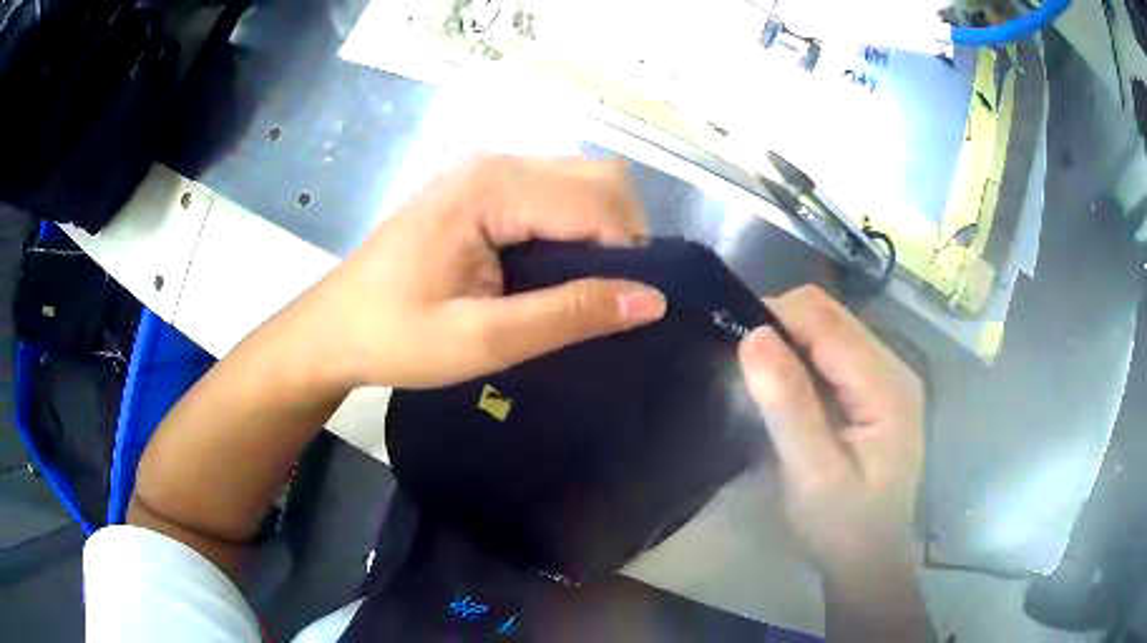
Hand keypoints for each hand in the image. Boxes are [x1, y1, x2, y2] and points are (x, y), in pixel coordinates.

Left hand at [304, 154, 667, 389]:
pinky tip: (553, 268)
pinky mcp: (482, 186)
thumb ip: (567, 315)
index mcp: (491, 188)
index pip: (598, 201)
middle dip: (621, 235)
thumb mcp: (482, 339)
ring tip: (581, 288)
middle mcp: (496, 163)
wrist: (334, 328)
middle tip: (604, 298)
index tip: (625, 307)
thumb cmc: (396, 337)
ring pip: (582, 182)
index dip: (627, 253)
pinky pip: (555, 192)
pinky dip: (574, 226)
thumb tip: (651, 300)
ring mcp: (487, 170)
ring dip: (601, 230)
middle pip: (598, 179)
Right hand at [738, 286, 924, 579]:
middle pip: (831, 315)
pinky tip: (788, 385)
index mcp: (886, 385)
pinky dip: (804, 355)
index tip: (732, 341)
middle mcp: (895, 367)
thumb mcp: (811, 474)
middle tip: (744, 362)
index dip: (776, 318)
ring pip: (832, 327)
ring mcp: (889, 376)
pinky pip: (835, 350)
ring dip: (791, 338)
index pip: (825, 321)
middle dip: (782, 325)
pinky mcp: (878, 389)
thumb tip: (754, 337)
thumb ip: (788, 406)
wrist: (870, 558)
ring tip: (760, 374)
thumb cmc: (842, 525)